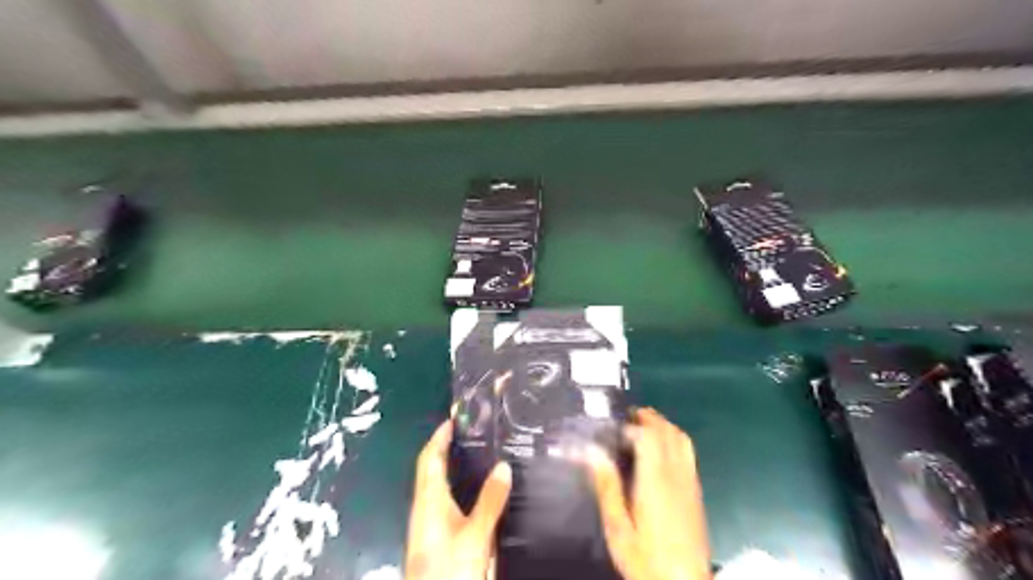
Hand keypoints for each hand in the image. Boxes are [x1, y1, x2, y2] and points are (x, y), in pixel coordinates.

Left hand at [406, 420, 514, 579]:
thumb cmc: (450, 567)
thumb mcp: (476, 534)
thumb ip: (490, 500)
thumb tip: (503, 465)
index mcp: (429, 499)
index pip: (429, 458)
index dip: (438, 437)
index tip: (454, 419)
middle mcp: (424, 506)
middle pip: (429, 468)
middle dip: (444, 447)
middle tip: (469, 432)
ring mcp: (426, 522)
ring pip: (434, 484)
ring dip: (447, 465)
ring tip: (474, 453)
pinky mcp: (433, 536)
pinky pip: (440, 498)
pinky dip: (453, 484)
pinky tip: (472, 490)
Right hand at [585, 408, 715, 579]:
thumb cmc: (645, 558)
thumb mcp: (618, 527)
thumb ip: (607, 486)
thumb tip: (591, 451)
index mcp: (656, 480)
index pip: (649, 436)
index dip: (631, 425)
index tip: (613, 428)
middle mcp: (677, 474)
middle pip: (668, 431)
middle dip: (648, 418)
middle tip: (627, 417)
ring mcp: (690, 481)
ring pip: (682, 439)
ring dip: (663, 426)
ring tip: (642, 428)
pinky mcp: (696, 491)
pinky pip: (688, 452)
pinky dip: (673, 439)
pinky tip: (659, 450)